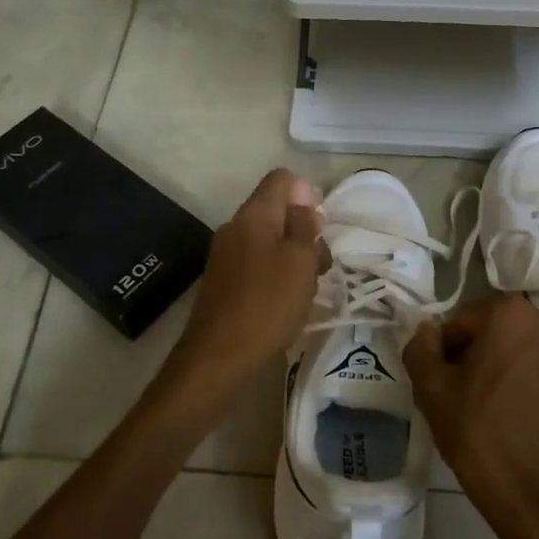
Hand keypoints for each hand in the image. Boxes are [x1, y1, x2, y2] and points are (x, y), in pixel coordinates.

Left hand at [166, 169, 324, 400]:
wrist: (217, 358)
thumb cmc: (267, 305)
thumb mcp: (299, 261)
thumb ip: (303, 225)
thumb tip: (302, 196)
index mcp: (253, 215)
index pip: (281, 180)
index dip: (307, 194)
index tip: (321, 228)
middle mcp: (235, 228)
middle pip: (277, 211)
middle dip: (305, 231)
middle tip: (320, 266)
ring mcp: (226, 256)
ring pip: (270, 241)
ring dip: (294, 257)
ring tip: (308, 289)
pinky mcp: (225, 282)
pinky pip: (258, 264)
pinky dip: (277, 275)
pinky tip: (288, 303)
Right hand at [404, 294, 538, 538]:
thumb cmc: (481, 436)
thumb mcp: (432, 391)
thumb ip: (420, 349)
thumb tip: (427, 331)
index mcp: (511, 313)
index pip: (462, 322)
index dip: (446, 352)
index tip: (443, 385)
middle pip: (499, 332)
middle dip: (480, 356)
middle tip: (465, 397)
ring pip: (527, 352)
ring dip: (509, 369)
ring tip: (496, 411)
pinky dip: (535, 386)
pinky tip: (524, 420)